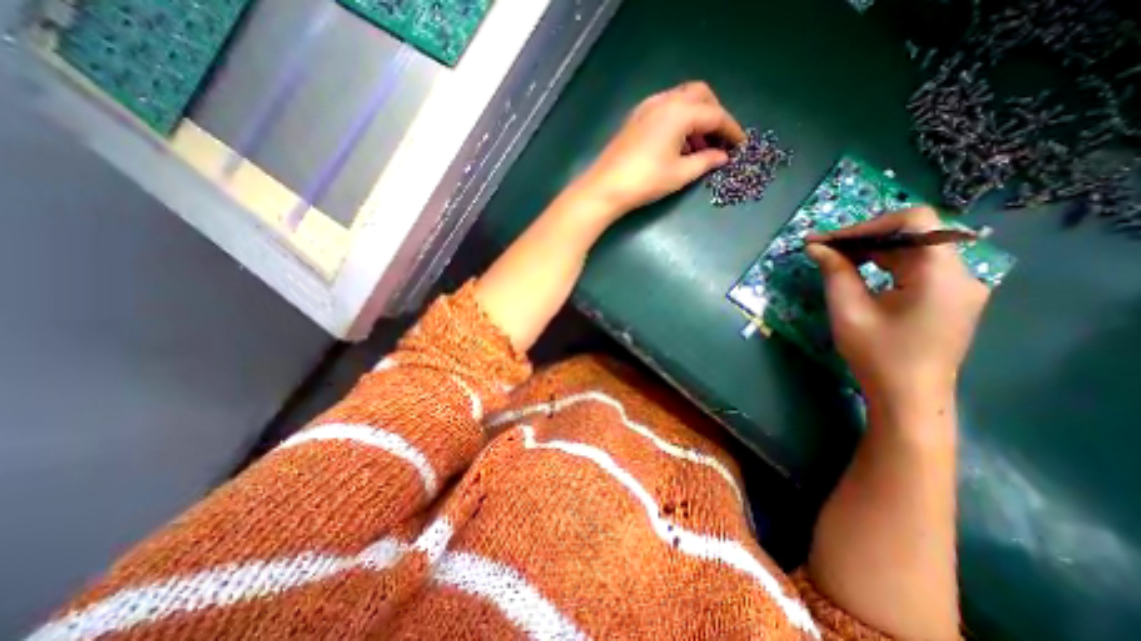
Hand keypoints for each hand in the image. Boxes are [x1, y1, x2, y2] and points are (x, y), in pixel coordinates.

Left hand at [569, 84, 749, 222]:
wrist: (604, 188)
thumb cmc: (645, 181)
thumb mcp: (680, 174)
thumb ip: (705, 161)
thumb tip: (722, 156)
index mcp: (680, 112)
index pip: (716, 115)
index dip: (732, 130)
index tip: (741, 144)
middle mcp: (665, 101)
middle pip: (700, 96)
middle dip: (715, 115)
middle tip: (719, 140)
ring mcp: (646, 108)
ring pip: (681, 101)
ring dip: (695, 118)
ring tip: (698, 147)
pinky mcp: (635, 119)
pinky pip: (665, 110)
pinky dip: (678, 121)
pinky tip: (677, 144)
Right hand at [812, 207, 991, 405]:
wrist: (908, 396)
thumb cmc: (876, 355)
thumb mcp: (848, 310)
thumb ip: (834, 272)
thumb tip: (816, 246)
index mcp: (941, 274)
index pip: (914, 221)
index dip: (867, 225)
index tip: (829, 240)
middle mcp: (959, 273)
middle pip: (912, 234)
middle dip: (863, 237)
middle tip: (822, 248)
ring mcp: (957, 285)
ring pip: (912, 250)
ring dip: (871, 250)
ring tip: (833, 258)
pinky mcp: (948, 297)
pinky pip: (915, 267)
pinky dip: (884, 264)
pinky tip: (858, 272)